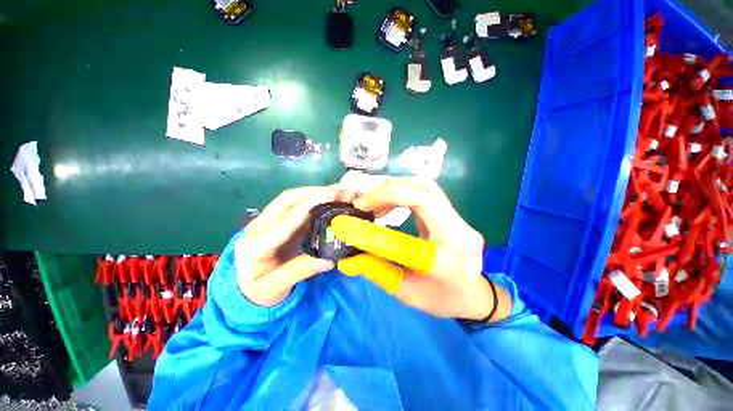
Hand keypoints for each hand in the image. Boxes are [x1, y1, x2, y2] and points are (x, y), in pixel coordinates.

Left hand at [234, 186, 356, 306]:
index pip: (288, 218)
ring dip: (315, 193)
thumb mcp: (276, 288)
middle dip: (315, 192)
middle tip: (341, 191)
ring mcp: (266, 221)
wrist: (245, 292)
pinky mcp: (276, 221)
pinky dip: (312, 200)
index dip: (313, 203)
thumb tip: (330, 259)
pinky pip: (295, 205)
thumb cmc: (258, 293)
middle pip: (287, 199)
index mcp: (255, 245)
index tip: (335, 193)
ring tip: (337, 192)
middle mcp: (258, 226)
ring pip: (291, 199)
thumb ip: (301, 271)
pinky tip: (326, 201)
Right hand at [352, 177, 511, 321]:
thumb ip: (378, 271)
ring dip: (396, 186)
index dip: (381, 217)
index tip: (357, 213)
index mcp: (449, 262)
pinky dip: (404, 189)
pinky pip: (428, 192)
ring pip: (427, 187)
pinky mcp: (453, 214)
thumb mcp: (407, 294)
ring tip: (373, 199)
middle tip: (363, 200)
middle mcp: (460, 234)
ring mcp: (460, 221)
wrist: (474, 295)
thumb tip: (348, 256)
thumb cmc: (442, 300)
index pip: (411, 234)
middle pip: (425, 193)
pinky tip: (389, 201)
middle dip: (389, 190)